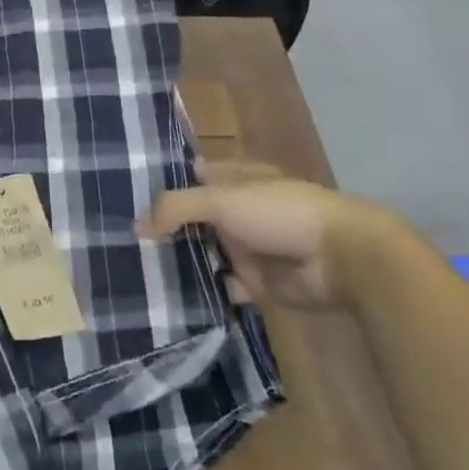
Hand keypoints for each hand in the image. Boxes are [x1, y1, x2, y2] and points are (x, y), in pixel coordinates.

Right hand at [138, 160, 397, 310]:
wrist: (342, 258)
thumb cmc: (280, 213)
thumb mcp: (220, 200)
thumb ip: (174, 208)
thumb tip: (137, 228)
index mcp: (236, 179)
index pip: (194, 175)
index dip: (167, 183)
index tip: (130, 194)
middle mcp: (241, 210)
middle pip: (196, 217)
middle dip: (167, 227)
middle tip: (126, 238)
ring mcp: (251, 246)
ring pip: (207, 252)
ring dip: (183, 260)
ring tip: (140, 268)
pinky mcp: (259, 282)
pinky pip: (224, 285)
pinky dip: (206, 290)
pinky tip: (174, 294)